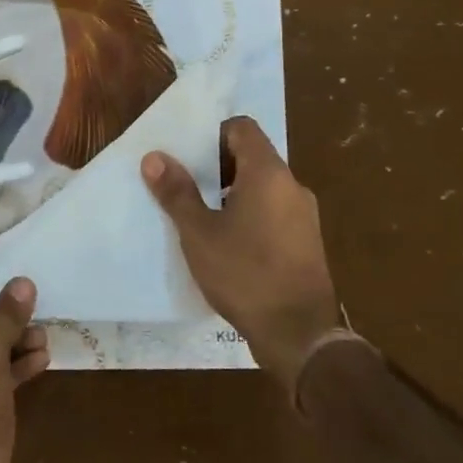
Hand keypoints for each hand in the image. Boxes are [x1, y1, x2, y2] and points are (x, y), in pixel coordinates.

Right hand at [142, 116, 341, 393]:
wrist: (299, 334)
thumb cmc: (244, 274)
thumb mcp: (199, 233)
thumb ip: (177, 192)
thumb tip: (154, 157)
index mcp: (268, 173)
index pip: (243, 128)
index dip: (214, 134)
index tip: (189, 157)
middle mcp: (292, 186)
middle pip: (254, 156)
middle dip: (218, 166)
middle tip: (188, 187)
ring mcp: (305, 215)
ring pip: (264, 186)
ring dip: (234, 192)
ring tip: (204, 217)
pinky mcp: (308, 242)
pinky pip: (275, 211)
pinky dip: (252, 214)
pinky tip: (230, 244)